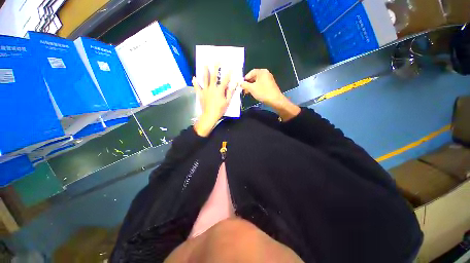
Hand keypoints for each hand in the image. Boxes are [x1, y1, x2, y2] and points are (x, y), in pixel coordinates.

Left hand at [192, 65, 235, 136]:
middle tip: (216, 61)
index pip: (225, 80)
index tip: (231, 67)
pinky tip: (193, 77)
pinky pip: (197, 87)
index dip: (228, 73)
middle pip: (214, 76)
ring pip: (205, 79)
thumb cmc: (220, 110)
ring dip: (205, 71)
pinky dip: (195, 82)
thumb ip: (231, 91)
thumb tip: (235, 83)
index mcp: (219, 90)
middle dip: (215, 68)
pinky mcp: (200, 94)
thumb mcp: (228, 101)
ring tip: (204, 65)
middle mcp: (212, 88)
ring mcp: (205, 90)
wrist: (209, 116)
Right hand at [240, 69, 283, 107]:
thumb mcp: (251, 88)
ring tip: (248, 92)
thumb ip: (244, 84)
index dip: (245, 78)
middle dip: (248, 83)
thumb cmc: (263, 92)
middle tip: (244, 89)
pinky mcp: (270, 84)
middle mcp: (266, 73)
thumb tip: (240, 83)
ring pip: (257, 81)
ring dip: (252, 86)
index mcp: (262, 72)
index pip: (251, 72)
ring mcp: (269, 79)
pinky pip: (261, 84)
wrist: (276, 101)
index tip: (241, 85)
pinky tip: (254, 93)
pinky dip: (257, 87)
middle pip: (254, 76)